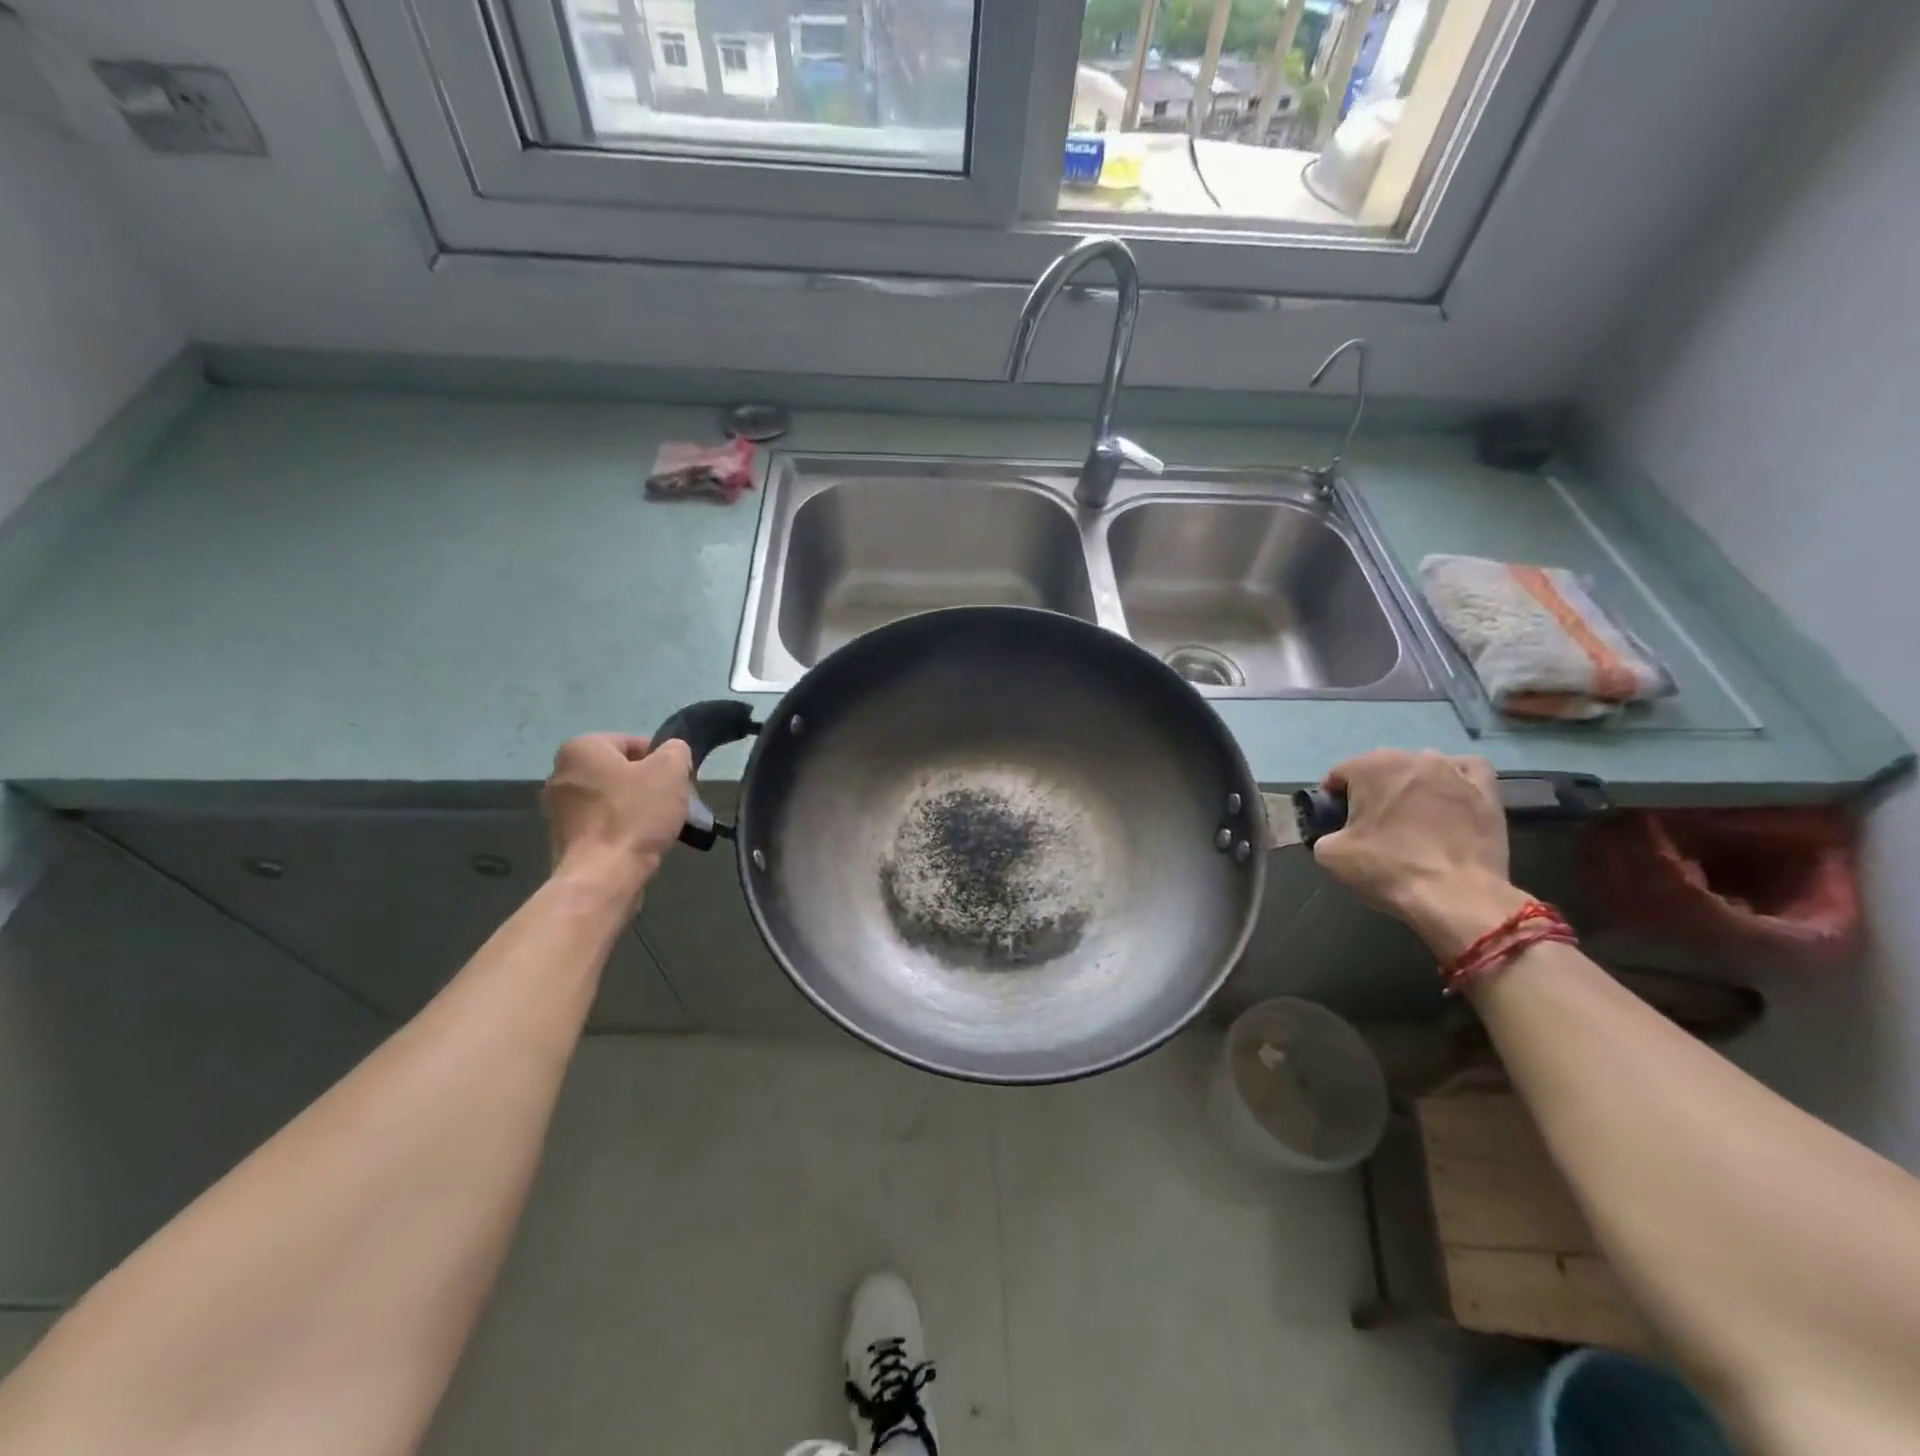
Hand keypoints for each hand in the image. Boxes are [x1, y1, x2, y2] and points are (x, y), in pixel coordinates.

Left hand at [542, 733, 691, 903]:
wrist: (604, 876)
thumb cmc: (635, 815)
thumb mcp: (671, 771)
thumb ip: (676, 750)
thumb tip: (672, 752)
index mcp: (581, 749)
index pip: (633, 742)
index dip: (662, 759)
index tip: (678, 780)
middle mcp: (561, 773)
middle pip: (621, 771)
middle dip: (649, 784)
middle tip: (672, 801)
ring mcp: (559, 809)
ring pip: (612, 798)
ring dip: (637, 807)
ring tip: (660, 825)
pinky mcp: (564, 838)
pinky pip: (602, 823)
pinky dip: (622, 829)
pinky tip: (640, 842)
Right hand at [1311, 749, 1529, 958]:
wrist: (1456, 897)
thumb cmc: (1388, 868)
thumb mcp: (1330, 855)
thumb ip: (1324, 834)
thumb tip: (1335, 834)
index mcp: (1370, 767)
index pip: (1339, 774)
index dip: (1332, 800)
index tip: (1336, 824)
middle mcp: (1412, 758)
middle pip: (1380, 767)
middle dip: (1372, 790)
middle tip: (1371, 825)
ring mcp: (1453, 771)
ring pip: (1422, 766)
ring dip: (1411, 784)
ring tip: (1411, 816)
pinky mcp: (1486, 791)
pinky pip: (1467, 770)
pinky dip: (1455, 778)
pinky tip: (1449, 796)